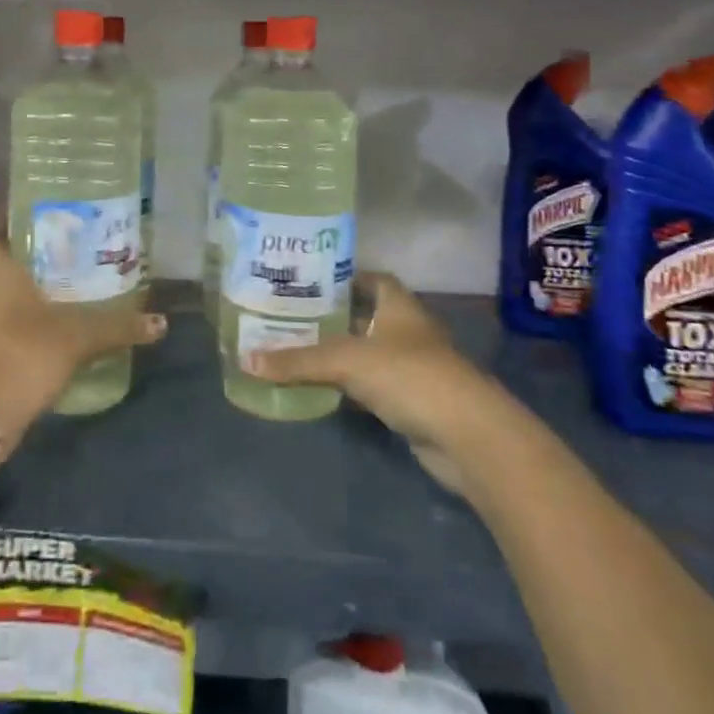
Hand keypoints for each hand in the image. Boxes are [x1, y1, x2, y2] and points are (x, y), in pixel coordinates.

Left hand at [0, 238, 165, 448]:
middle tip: (66, 258)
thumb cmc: (26, 353)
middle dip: (30, 264)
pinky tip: (53, 332)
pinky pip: (4, 328)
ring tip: (65, 292)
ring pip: (2, 299)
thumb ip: (118, 326)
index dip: (11, 230)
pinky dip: (24, 326)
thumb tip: (160, 323)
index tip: (40, 228)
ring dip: (27, 296)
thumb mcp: (79, 336)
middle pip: (2, 268)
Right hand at [243, 274, 494, 494]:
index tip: (308, 280)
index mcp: (398, 305)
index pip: (372, 279)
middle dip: (330, 317)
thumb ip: (298, 361)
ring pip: (365, 353)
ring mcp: (411, 367)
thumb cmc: (409, 376)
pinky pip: (370, 386)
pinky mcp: (410, 401)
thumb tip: (246, 360)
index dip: (344, 277)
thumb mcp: (346, 361)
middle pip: (364, 316)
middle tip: (286, 316)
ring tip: (291, 349)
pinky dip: (347, 386)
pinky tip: (317, 388)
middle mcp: (406, 330)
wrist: (467, 436)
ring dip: (336, 354)